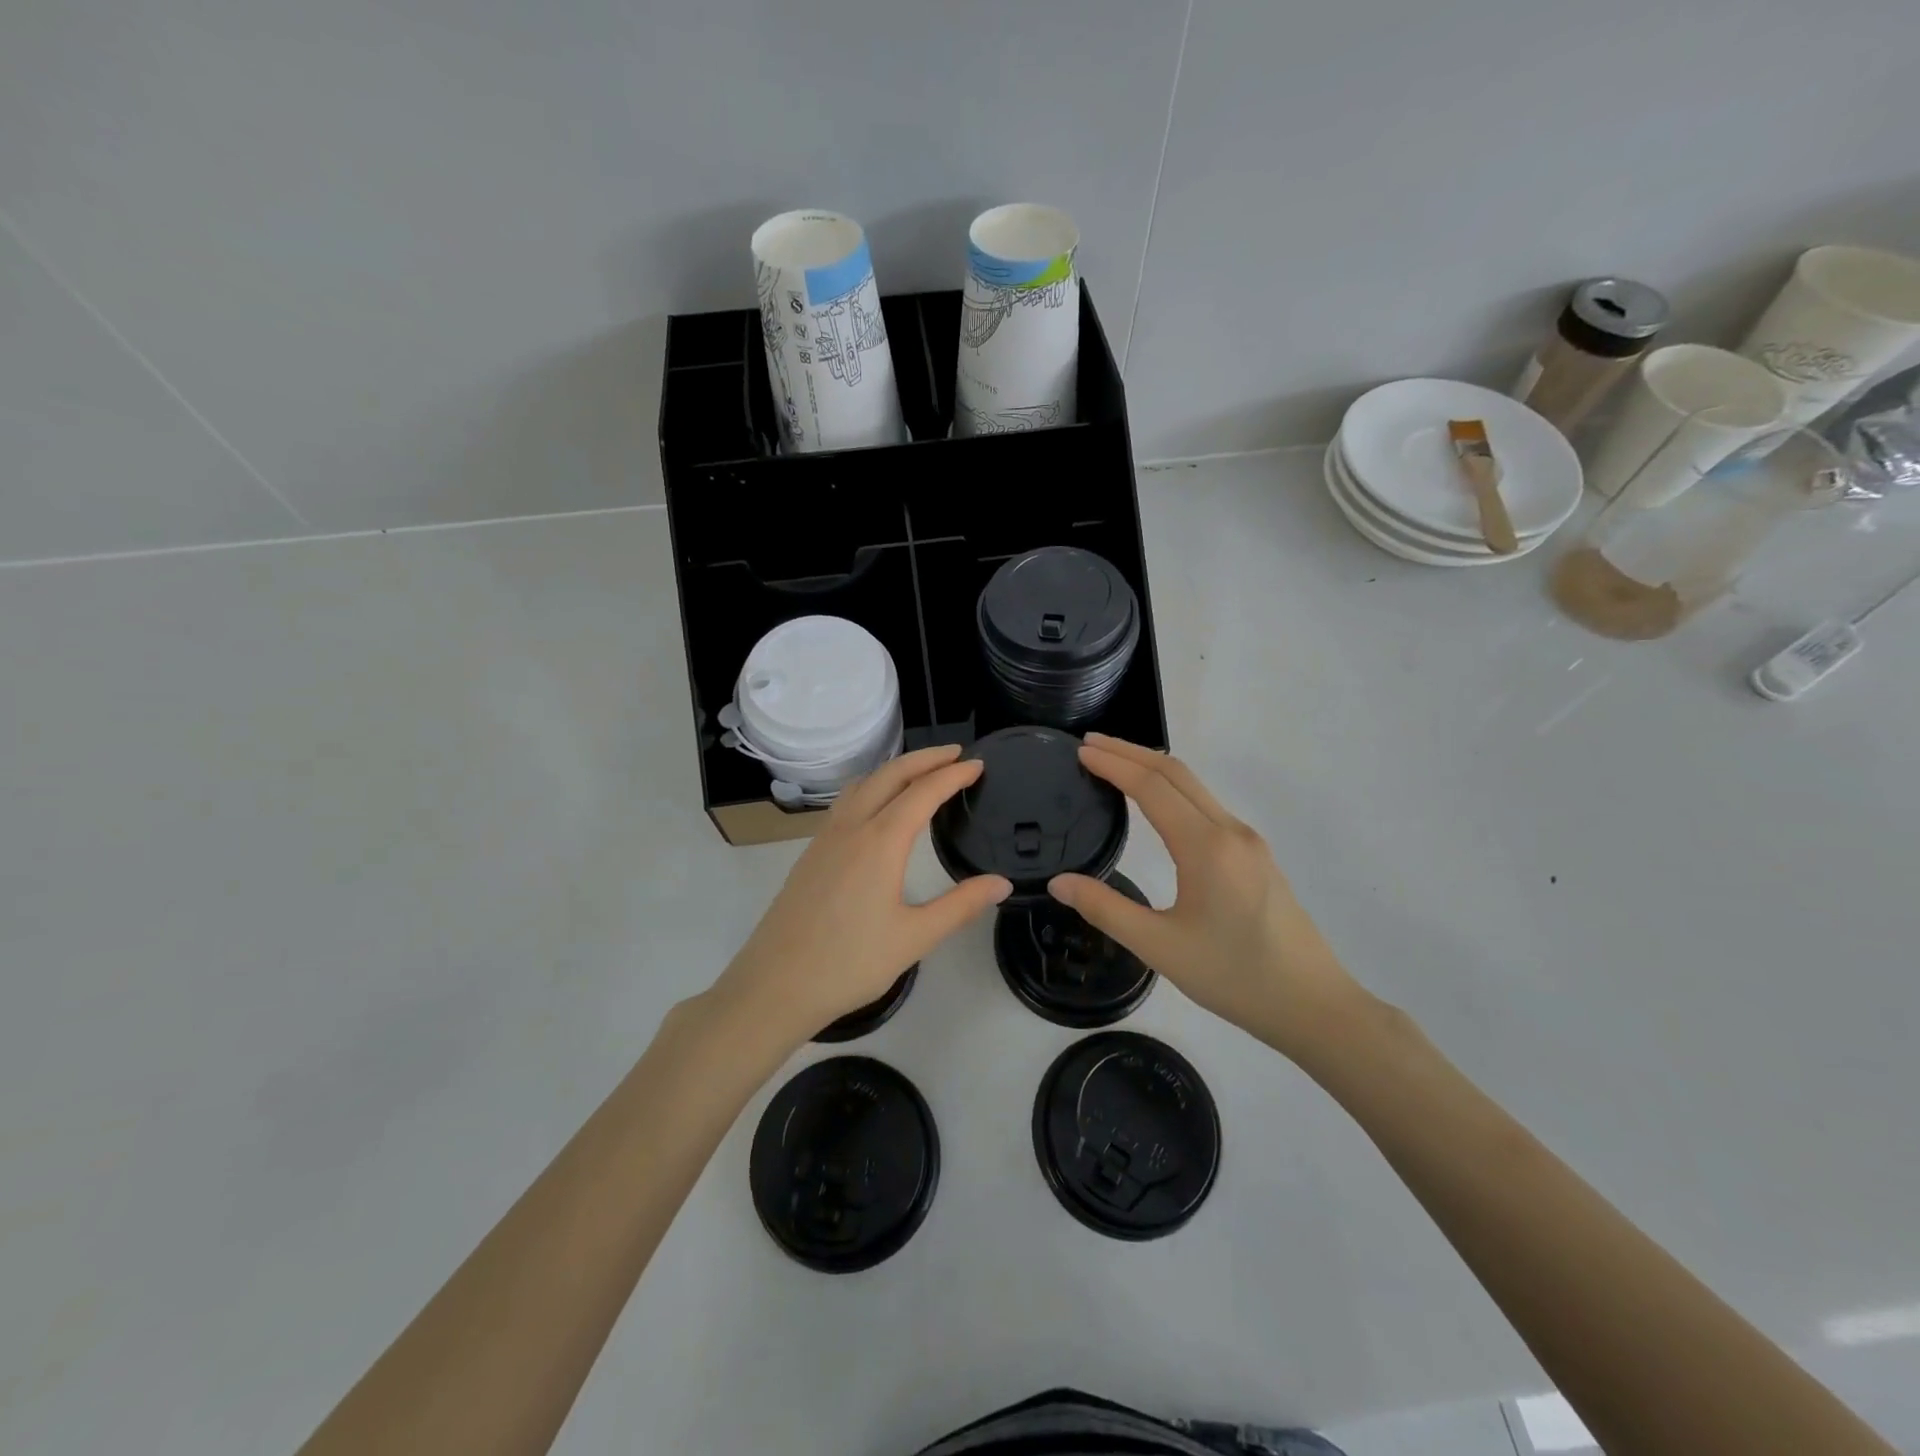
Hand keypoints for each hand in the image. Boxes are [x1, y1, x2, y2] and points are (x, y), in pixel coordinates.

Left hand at [709, 745, 1011, 1046]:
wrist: (775, 985)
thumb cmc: (849, 963)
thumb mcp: (915, 938)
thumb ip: (961, 906)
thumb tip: (1002, 883)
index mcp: (880, 842)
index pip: (923, 793)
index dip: (953, 775)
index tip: (978, 765)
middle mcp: (851, 828)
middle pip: (890, 775)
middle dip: (925, 758)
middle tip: (956, 754)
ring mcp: (826, 838)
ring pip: (863, 784)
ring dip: (895, 769)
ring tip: (921, 772)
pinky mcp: (811, 853)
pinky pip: (846, 801)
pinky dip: (872, 786)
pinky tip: (878, 806)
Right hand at [1048, 734, 1361, 1055]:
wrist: (1312, 1005)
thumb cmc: (1234, 977)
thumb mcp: (1159, 947)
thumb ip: (1105, 909)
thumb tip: (1059, 882)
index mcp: (1206, 847)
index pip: (1152, 787)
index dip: (1113, 764)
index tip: (1080, 750)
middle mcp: (1230, 831)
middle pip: (1176, 773)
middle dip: (1131, 752)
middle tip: (1090, 744)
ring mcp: (1248, 841)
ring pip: (1195, 787)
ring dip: (1153, 768)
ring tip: (1115, 764)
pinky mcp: (1256, 855)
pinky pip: (1207, 805)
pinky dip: (1173, 788)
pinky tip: (1157, 802)